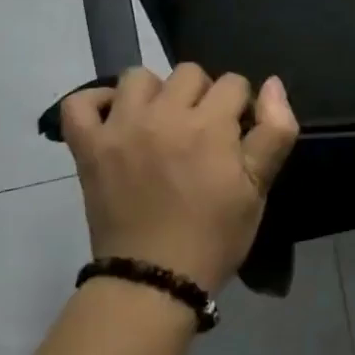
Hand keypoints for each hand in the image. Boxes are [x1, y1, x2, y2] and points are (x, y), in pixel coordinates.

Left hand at [59, 66, 300, 293]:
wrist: (154, 281)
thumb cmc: (215, 235)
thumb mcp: (259, 187)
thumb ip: (275, 130)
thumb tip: (272, 84)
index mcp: (209, 125)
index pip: (233, 82)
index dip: (240, 106)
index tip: (236, 136)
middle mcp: (163, 115)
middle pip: (189, 73)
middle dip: (203, 95)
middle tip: (201, 132)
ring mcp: (121, 129)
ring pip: (138, 77)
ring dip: (155, 93)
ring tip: (160, 123)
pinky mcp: (88, 148)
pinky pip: (79, 104)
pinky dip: (95, 103)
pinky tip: (114, 119)